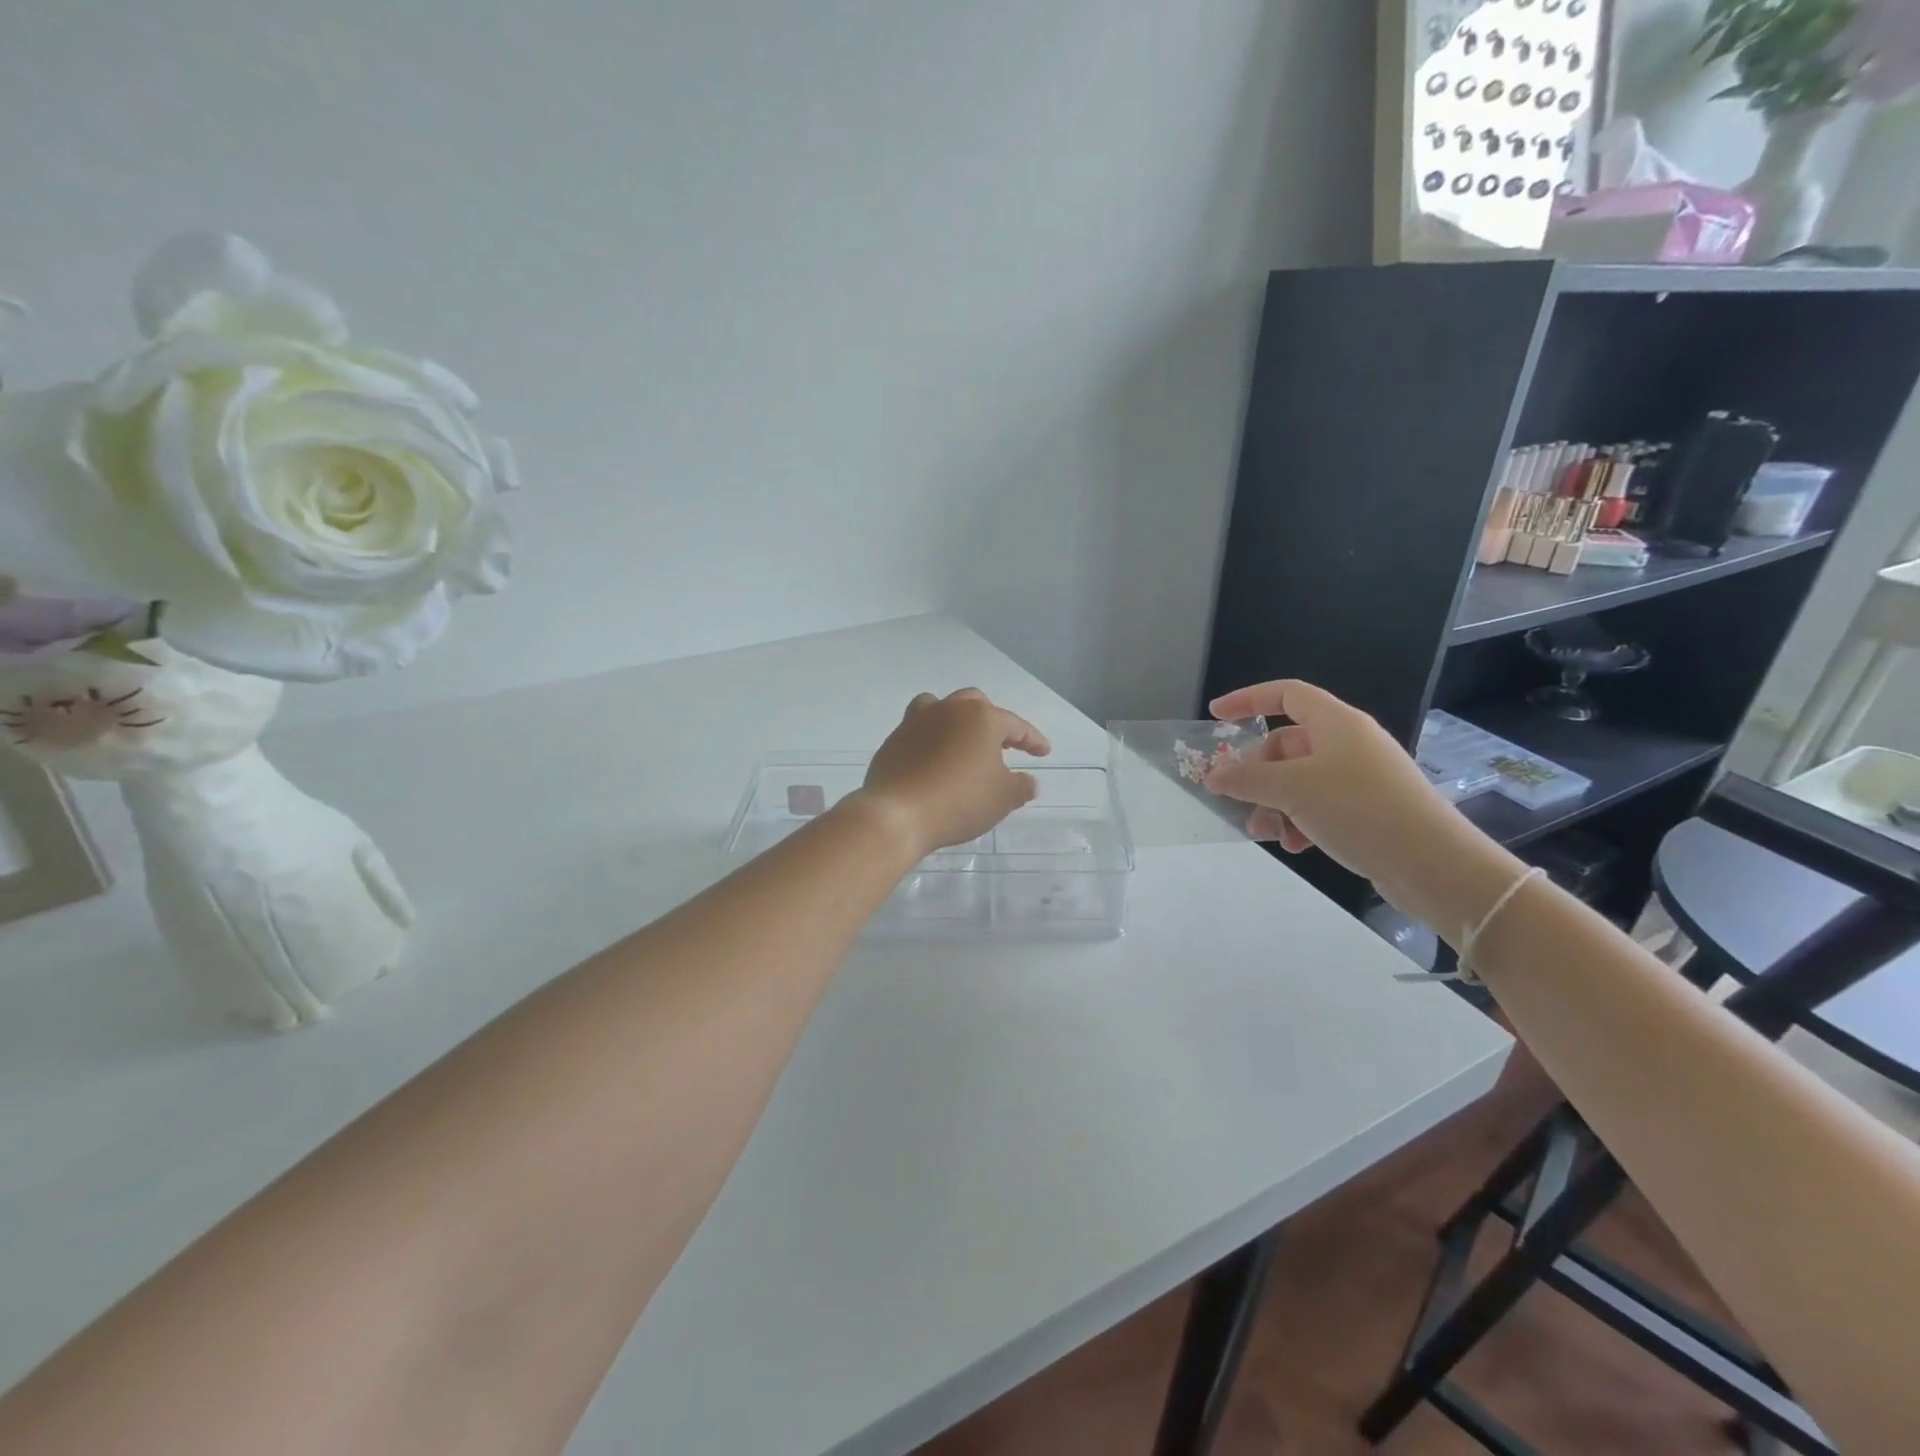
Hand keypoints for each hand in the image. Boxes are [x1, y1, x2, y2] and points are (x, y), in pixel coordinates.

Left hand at [858, 689, 1051, 856]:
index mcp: (980, 717)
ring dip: (956, 721)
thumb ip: (1021, 786)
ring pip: (941, 708)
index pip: (1015, 725)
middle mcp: (948, 709)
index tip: (1044, 752)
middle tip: (1001, 746)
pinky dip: (931, 741)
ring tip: (963, 745)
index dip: (1032, 739)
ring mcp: (916, 721)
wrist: (898, 814)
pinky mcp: (894, 740)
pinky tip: (935, 762)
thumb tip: (1029, 781)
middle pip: (975, 704)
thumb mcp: (1003, 798)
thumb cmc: (960, 800)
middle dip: (992, 722)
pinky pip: (919, 731)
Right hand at [1202, 679, 1472, 910]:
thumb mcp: (1292, 790)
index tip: (1215, 716)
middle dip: (1257, 774)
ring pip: (1299, 780)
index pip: (1286, 695)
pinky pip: (1319, 805)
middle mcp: (1349, 743)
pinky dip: (1300, 821)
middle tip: (1237, 799)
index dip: (1248, 700)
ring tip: (1265, 833)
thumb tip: (1213, 776)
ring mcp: (1361, 777)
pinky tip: (1296, 846)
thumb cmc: (1359, 809)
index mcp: (1336, 723)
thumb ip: (1246, 779)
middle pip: (1287, 745)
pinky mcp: (1368, 809)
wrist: (1433, 864)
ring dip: (1274, 804)